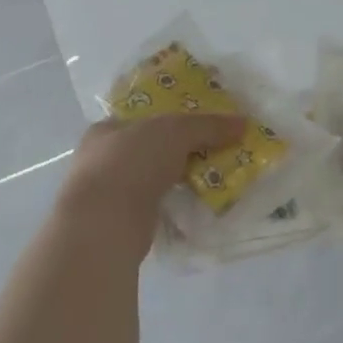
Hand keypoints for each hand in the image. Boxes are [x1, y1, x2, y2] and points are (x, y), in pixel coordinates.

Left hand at [57, 112, 247, 244]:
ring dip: (176, 181)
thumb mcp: (175, 132)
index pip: (139, 119)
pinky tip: (194, 206)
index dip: (169, 119)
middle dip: (177, 153)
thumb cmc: (132, 162)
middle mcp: (100, 160)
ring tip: (210, 181)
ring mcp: (107, 195)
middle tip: (211, 153)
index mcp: (105, 131)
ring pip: (150, 181)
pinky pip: (153, 208)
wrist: (105, 224)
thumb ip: (208, 126)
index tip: (198, 127)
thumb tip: (243, 123)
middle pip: (148, 150)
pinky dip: (172, 206)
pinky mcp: (118, 224)